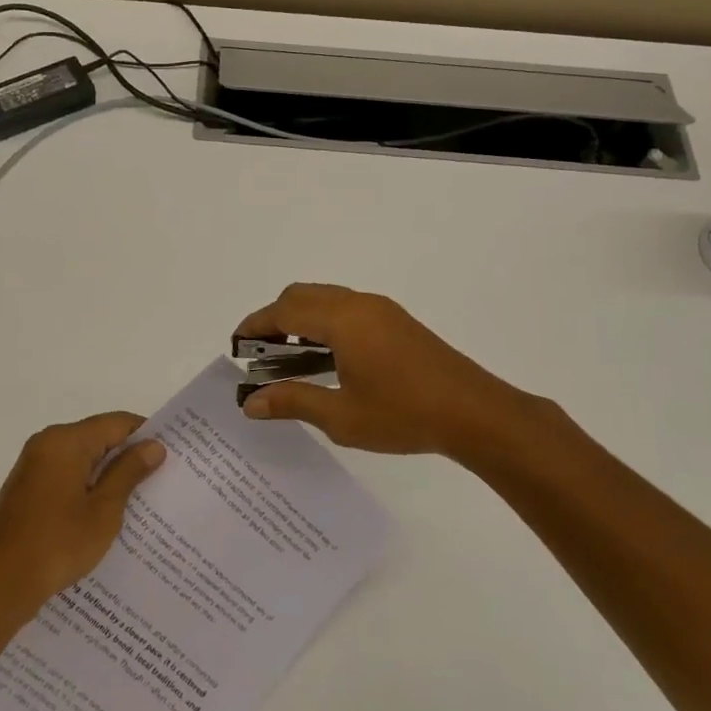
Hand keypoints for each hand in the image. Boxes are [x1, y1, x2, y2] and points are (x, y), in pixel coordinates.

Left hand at [0, 413, 164, 620]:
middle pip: (98, 438)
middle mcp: (46, 444)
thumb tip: (153, 445)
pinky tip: (105, 515)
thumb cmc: (57, 544)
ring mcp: (32, 468)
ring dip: (107, 476)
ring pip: (82, 459)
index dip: (146, 435)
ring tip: (140, 501)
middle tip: (162, 480)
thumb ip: (129, 472)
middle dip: (128, 457)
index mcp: (65, 440)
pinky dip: (87, 488)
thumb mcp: (104, 510)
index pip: (116, 422)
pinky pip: (66, 477)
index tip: (172, 456)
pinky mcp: (26, 491)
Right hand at [235, 283, 528, 455]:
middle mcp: (359, 304)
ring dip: (301, 319)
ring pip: (326, 298)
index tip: (236, 345)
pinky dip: (324, 322)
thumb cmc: (403, 414)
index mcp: (342, 320)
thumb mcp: (341, 415)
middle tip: (260, 353)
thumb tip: (251, 402)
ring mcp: (382, 309)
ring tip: (290, 358)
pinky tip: (328, 358)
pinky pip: (347, 307)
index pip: (284, 311)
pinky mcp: (397, 321)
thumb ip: (293, 402)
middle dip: (274, 318)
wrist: (474, 412)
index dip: (255, 325)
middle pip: (302, 295)